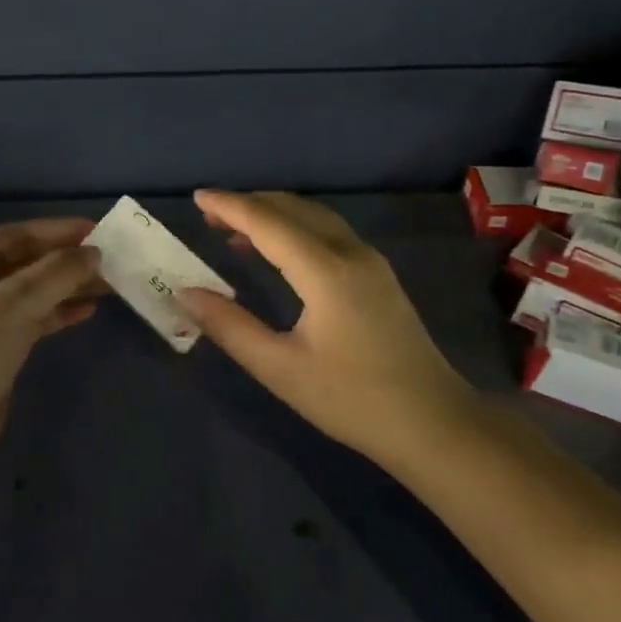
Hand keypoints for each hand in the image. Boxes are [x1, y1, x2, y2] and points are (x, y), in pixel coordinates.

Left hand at [0, 217, 105, 458]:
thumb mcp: (17, 301)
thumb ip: (58, 272)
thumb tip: (93, 253)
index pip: (18, 234)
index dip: (57, 230)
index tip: (97, 230)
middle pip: (27, 262)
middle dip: (66, 260)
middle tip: (109, 259)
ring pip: (34, 291)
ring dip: (68, 286)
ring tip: (108, 284)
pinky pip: (34, 319)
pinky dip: (59, 313)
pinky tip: (87, 311)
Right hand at [179, 190, 470, 460]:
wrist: (434, 424)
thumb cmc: (352, 400)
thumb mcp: (280, 369)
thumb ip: (230, 327)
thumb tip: (186, 293)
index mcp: (326, 271)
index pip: (268, 223)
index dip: (229, 207)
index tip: (197, 197)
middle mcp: (351, 254)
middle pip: (293, 209)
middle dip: (249, 205)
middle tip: (209, 216)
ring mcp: (371, 263)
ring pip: (315, 217)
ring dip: (273, 215)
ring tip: (235, 230)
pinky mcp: (379, 277)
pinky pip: (329, 233)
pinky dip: (295, 229)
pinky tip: (279, 253)